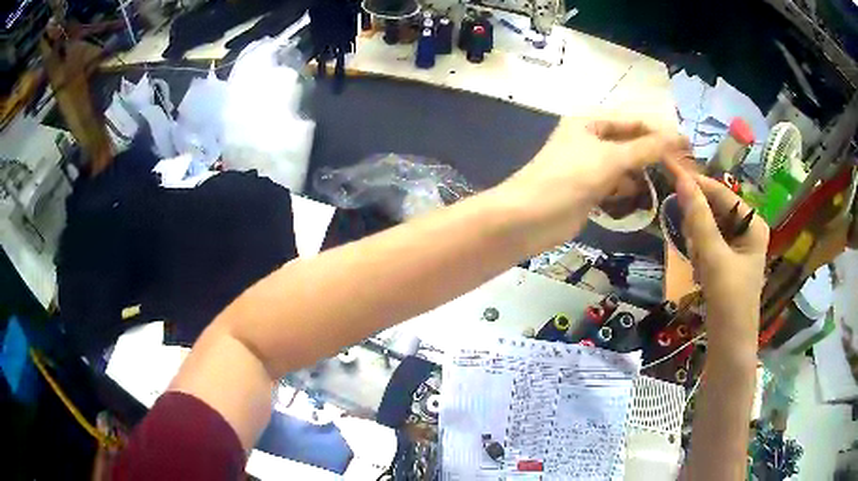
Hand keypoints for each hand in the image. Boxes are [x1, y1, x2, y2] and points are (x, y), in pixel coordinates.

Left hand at [497, 116, 686, 249]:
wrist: (527, 219)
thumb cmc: (568, 180)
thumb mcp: (610, 159)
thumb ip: (645, 148)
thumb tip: (677, 136)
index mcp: (590, 122)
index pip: (634, 121)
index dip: (661, 131)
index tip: (688, 145)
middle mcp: (590, 139)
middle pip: (631, 142)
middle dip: (654, 154)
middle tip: (682, 168)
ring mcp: (589, 166)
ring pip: (625, 165)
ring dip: (642, 173)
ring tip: (667, 183)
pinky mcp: (588, 190)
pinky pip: (616, 185)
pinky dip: (627, 190)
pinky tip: (640, 197)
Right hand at [668, 162, 768, 350]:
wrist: (729, 346)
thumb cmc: (729, 301)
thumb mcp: (713, 257)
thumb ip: (698, 217)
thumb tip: (681, 179)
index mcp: (753, 223)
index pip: (721, 193)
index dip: (696, 183)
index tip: (669, 169)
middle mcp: (748, 229)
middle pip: (715, 209)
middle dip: (699, 223)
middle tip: (690, 242)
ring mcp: (738, 246)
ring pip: (710, 226)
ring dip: (698, 240)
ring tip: (698, 264)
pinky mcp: (729, 260)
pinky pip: (709, 242)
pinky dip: (700, 251)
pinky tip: (699, 269)